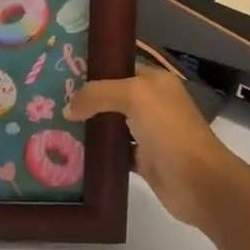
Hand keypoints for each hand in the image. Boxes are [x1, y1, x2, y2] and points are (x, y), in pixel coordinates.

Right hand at [65, 66, 249, 228]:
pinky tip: (73, 153)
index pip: (120, 68)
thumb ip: (99, 94)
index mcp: (156, 82)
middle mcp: (153, 104)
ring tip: (55, 125)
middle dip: (86, 100)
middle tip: (51, 101)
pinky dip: (98, 153)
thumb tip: (68, 108)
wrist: (198, 181)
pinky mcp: (144, 160)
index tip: (61, 74)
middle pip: (113, 97)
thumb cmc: (169, 129)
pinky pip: (115, 152)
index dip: (94, 70)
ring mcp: (149, 133)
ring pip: (113, 125)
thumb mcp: (134, 96)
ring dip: (90, 127)